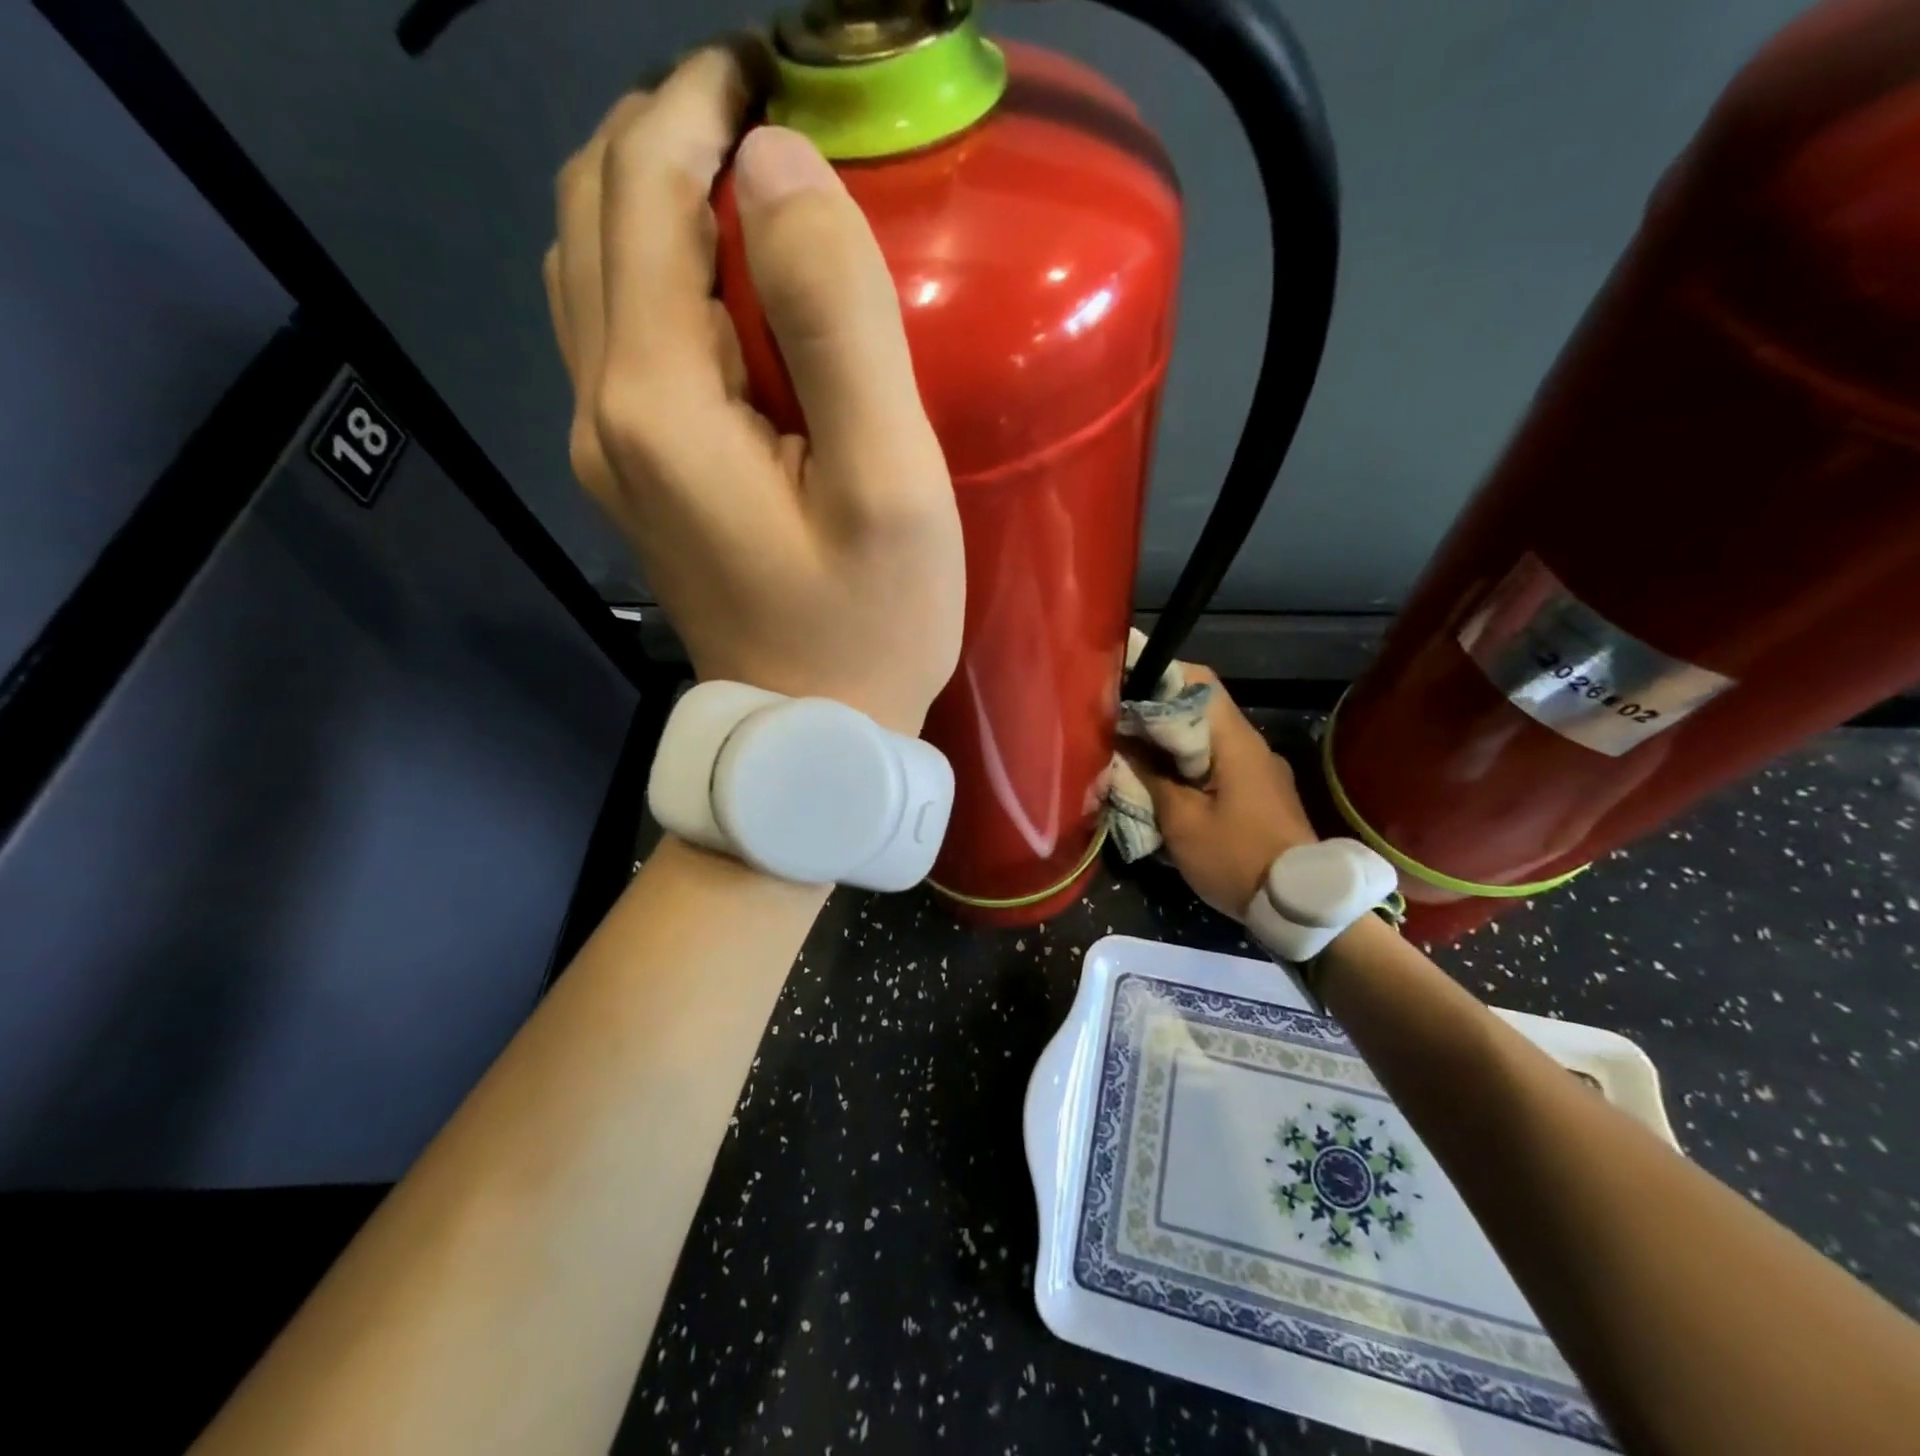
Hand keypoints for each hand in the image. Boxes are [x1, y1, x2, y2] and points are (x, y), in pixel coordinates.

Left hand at [544, 48, 963, 735]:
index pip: (645, 190)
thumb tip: (779, 170)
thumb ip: (838, 323)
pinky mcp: (635, 480)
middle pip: (597, 214)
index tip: (773, 69)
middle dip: (668, 133)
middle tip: (766, 119)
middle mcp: (604, 410)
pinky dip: (657, 277)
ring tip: (747, 191)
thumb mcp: (887, 486)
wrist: (809, 735)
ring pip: (593, 273)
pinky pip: (617, 339)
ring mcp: (609, 450)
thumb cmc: (870, 628)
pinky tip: (726, 292)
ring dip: (655, 201)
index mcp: (658, 401)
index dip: (700, 102)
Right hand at [1122, 667, 1318, 919]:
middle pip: (1199, 708)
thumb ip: (1149, 777)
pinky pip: (1217, 762)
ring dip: (1169, 742)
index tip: (1120, 691)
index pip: (1197, 681)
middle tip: (1115, 728)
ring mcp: (1259, 768)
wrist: (1301, 905)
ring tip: (1130, 755)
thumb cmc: (1236, 858)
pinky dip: (1186, 764)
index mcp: (1234, 741)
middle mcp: (1250, 744)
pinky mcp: (1259, 791)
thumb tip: (1122, 745)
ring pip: (1206, 737)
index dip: (1157, 677)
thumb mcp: (1181, 821)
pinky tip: (1161, 784)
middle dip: (1155, 714)